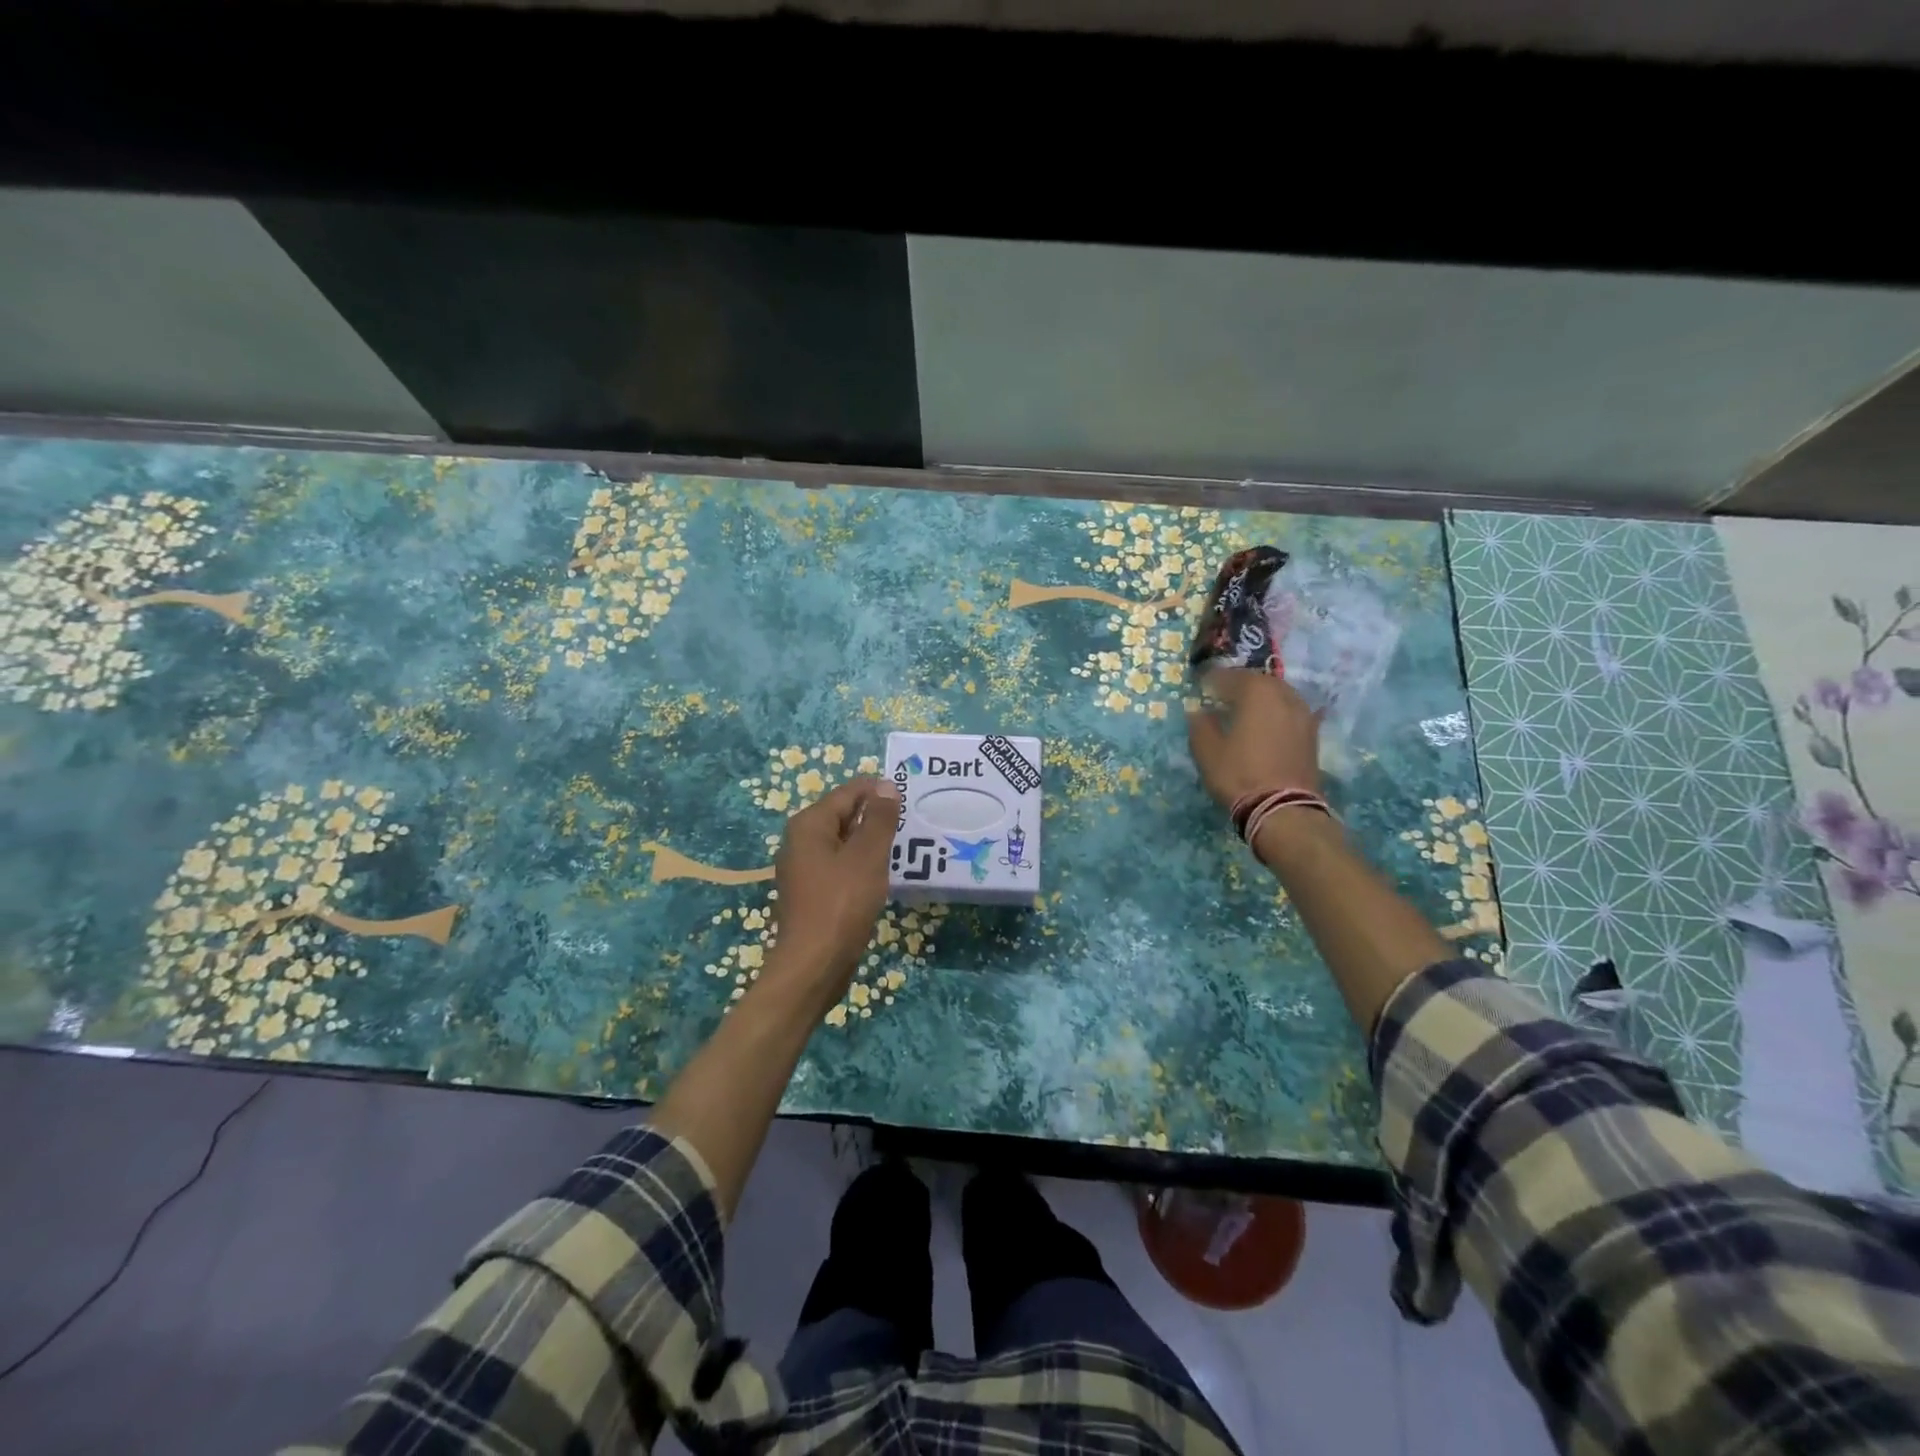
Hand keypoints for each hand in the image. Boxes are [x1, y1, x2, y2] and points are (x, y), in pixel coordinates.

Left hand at [768, 776, 898, 1004]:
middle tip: (911, 824)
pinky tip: (882, 876)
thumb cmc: (841, 904)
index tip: (910, 799)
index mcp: (809, 824)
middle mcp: (800, 841)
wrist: (814, 965)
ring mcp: (804, 869)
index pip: (849, 792)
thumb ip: (879, 819)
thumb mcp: (867, 856)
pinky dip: (861, 865)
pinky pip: (840, 866)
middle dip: (876, 817)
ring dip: (870, 843)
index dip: (879, 792)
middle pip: (844, 815)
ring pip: (844, 843)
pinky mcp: (812, 893)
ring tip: (902, 848)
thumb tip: (886, 785)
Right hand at [1186, 667, 1320, 808]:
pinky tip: (1268, 723)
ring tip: (1244, 709)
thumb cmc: (1239, 774)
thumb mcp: (1207, 751)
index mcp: (1256, 693)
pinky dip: (1276, 713)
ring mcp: (1302, 714)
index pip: (1230, 676)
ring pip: (1278, 695)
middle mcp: (1283, 695)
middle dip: (1239, 685)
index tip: (1200, 685)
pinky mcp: (1312, 733)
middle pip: (1258, 682)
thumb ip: (1200, 725)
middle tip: (1222, 695)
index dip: (1212, 679)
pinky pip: (1290, 712)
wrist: (1283, 808)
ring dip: (1260, 698)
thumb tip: (1198, 711)